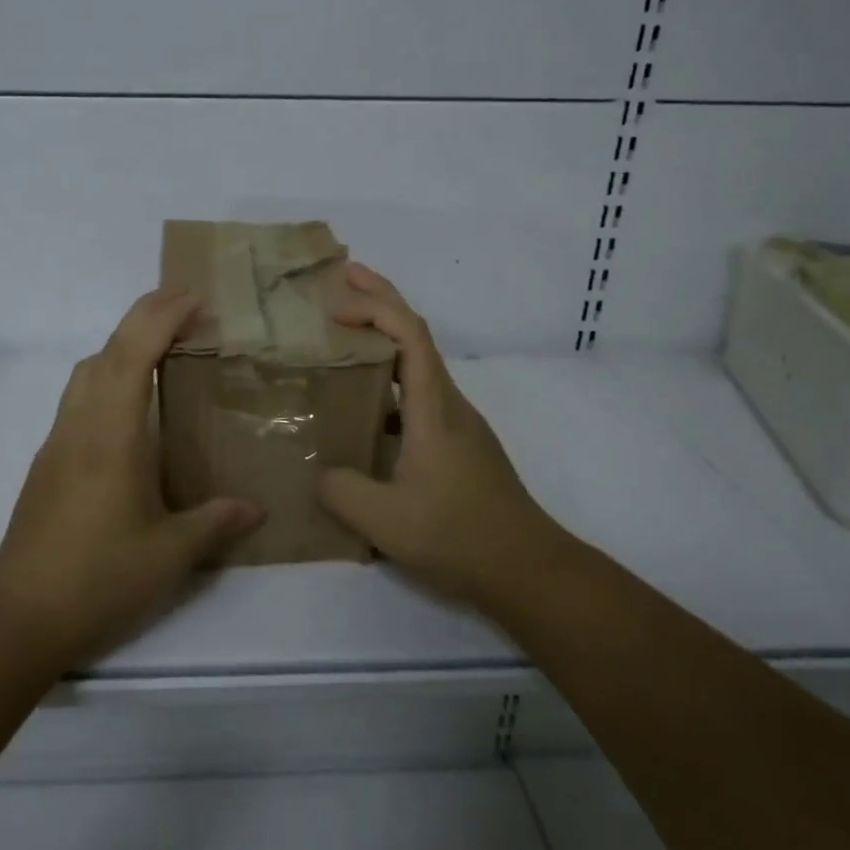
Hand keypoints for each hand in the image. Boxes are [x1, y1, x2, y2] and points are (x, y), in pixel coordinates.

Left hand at [0, 289, 264, 665]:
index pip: (133, 354)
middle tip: (185, 310)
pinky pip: (78, 400)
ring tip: (160, 353)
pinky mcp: (46, 464)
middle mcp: (80, 426)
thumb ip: (215, 523)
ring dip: (120, 347)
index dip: (162, 317)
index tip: (195, 298)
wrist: (18, 617)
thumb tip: (256, 509)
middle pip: (106, 351)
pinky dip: (106, 379)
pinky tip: (128, 413)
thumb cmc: (98, 579)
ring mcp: (57, 443)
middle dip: (143, 317)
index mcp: (111, 436)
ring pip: (85, 372)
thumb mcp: (169, 556)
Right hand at [318, 262, 565, 608]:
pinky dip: (388, 380)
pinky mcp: (457, 444)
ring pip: (418, 364)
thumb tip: (320, 472)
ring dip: (383, 339)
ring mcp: (456, 423)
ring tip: (342, 338)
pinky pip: (417, 394)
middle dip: (381, 299)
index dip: (375, 306)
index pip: (409, 333)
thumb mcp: (386, 521)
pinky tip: (363, 409)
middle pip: (416, 334)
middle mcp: (448, 403)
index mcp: (434, 407)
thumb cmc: (461, 536)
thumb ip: (342, 491)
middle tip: (342, 279)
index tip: (335, 303)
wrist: (529, 570)